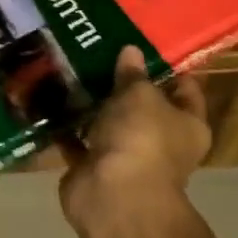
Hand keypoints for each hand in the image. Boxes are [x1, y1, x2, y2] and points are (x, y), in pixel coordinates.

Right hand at [59, 46, 211, 236]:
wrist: (114, 195)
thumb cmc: (142, 138)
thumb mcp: (140, 94)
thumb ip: (134, 73)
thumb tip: (131, 51)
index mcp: (189, 126)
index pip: (186, 90)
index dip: (169, 67)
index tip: (145, 42)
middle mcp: (161, 143)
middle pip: (143, 106)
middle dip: (121, 82)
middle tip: (97, 49)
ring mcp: (126, 157)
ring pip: (108, 122)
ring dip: (91, 102)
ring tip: (69, 66)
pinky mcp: (93, 167)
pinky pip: (77, 139)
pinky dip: (65, 124)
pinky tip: (49, 97)